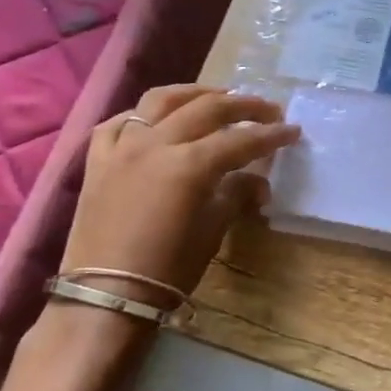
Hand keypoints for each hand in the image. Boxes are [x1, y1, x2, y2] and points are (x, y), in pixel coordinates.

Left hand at [61, 85, 299, 299]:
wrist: (105, 297)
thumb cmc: (168, 270)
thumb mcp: (212, 231)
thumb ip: (237, 195)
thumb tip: (258, 182)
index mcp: (189, 164)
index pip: (240, 140)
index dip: (270, 134)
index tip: (293, 131)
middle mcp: (155, 144)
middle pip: (206, 109)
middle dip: (242, 105)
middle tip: (267, 108)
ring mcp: (122, 148)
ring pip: (160, 101)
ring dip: (193, 93)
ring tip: (216, 97)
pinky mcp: (97, 161)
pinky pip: (117, 124)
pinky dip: (140, 116)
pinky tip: (154, 121)